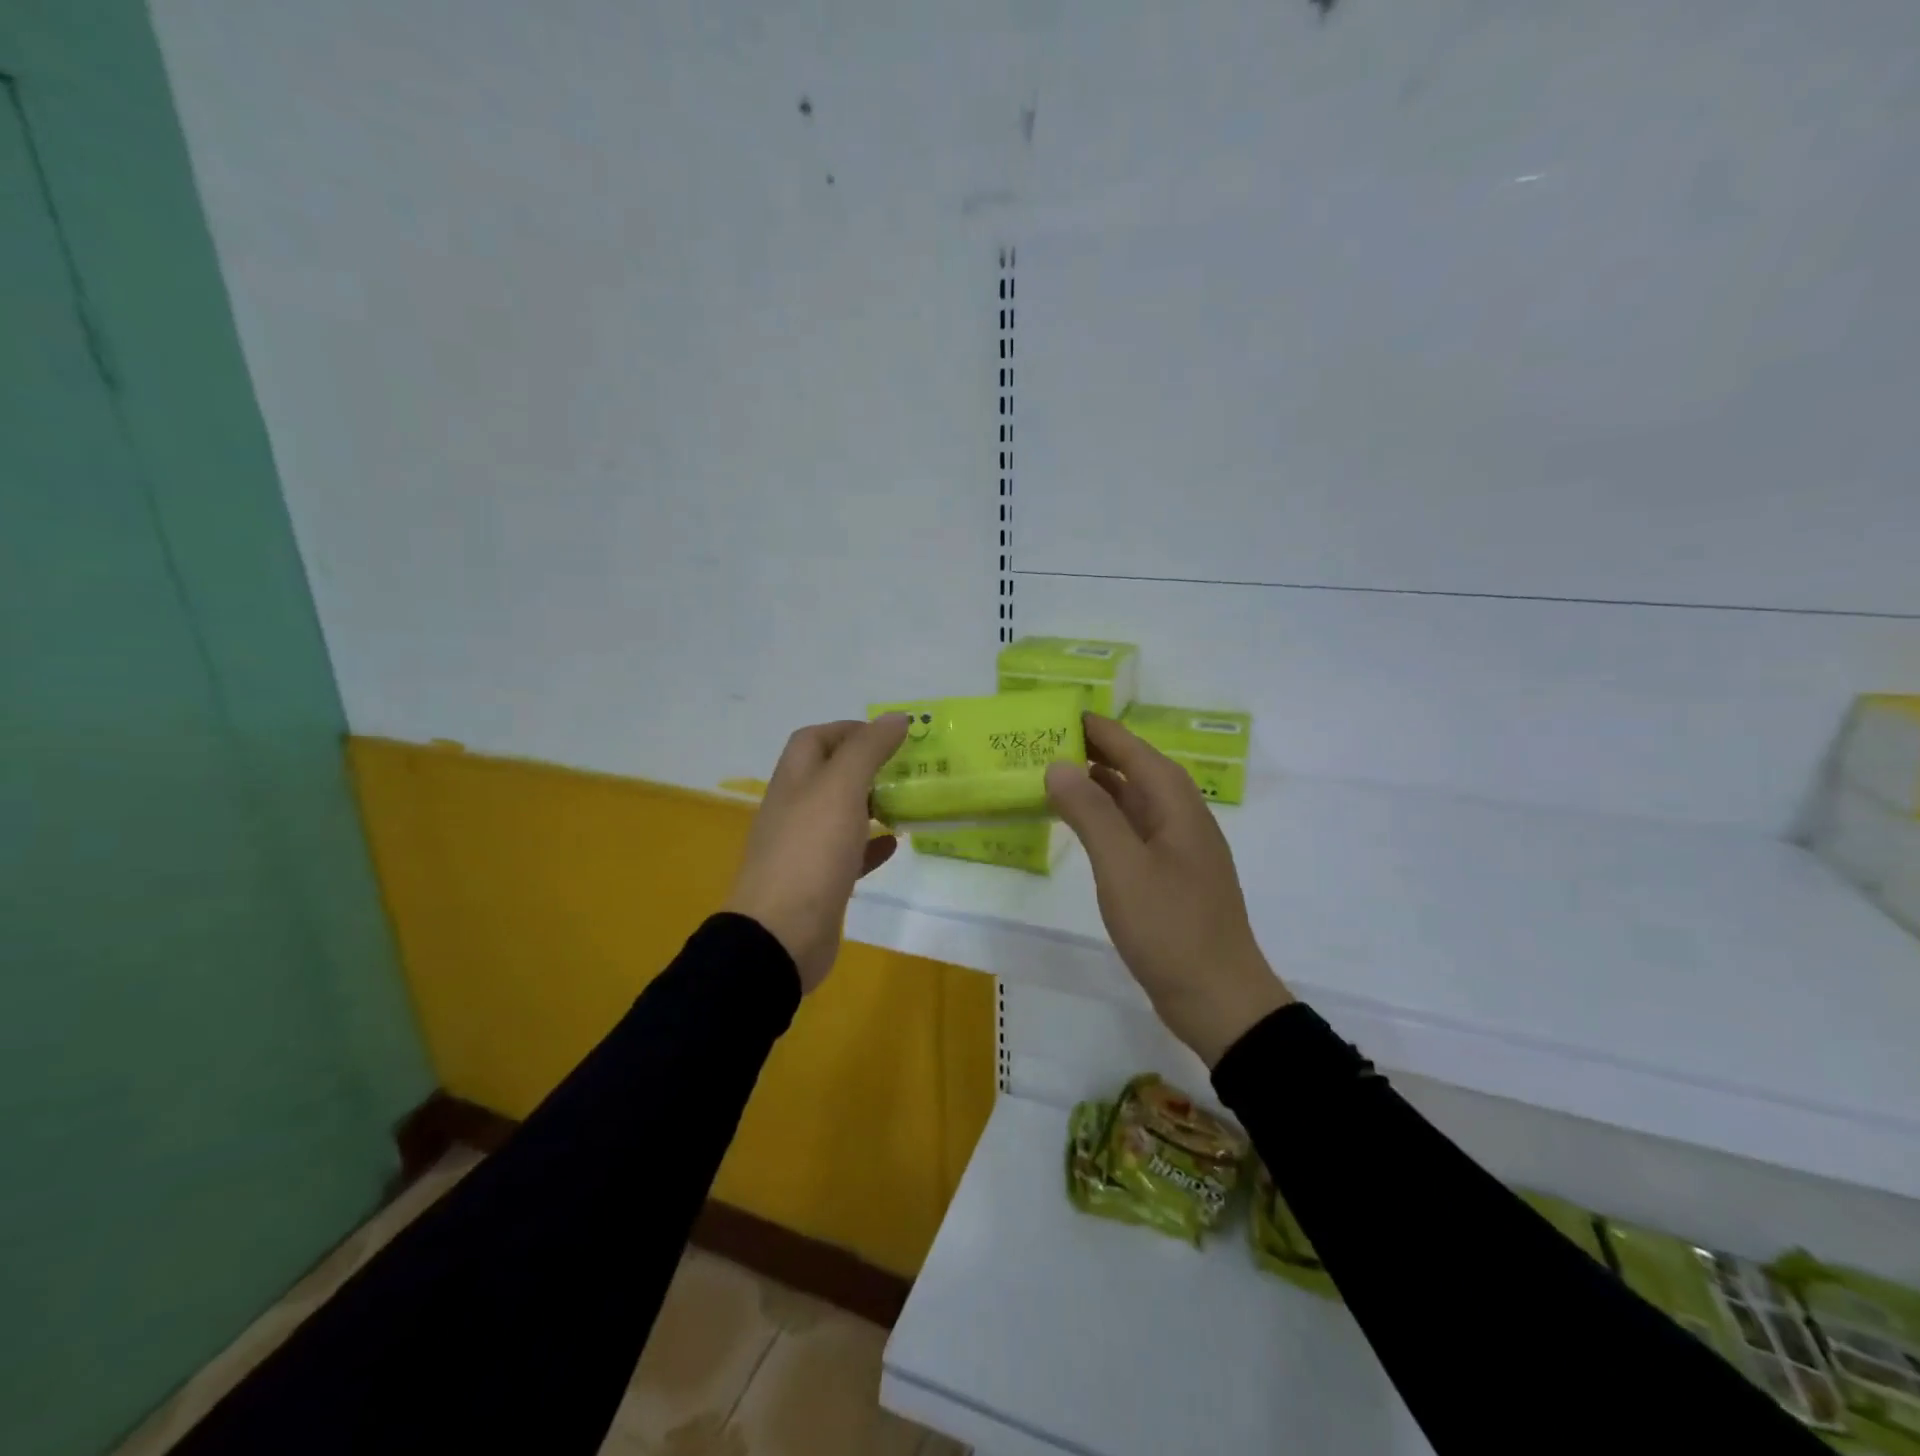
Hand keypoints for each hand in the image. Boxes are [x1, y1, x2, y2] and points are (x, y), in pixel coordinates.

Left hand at [724, 715, 909, 992]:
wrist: (781, 934)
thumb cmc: (811, 851)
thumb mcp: (841, 788)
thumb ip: (867, 750)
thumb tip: (895, 717)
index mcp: (794, 780)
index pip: (814, 738)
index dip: (848, 729)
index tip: (889, 736)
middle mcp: (795, 808)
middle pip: (829, 774)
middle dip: (866, 766)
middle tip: (907, 769)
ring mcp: (805, 847)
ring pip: (840, 814)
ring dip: (871, 804)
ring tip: (908, 801)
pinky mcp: (819, 882)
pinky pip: (848, 854)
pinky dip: (871, 845)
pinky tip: (895, 844)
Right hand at [1045, 713, 1293, 1065]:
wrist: (1218, 998)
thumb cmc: (1170, 927)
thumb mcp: (1123, 866)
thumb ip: (1091, 813)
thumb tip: (1059, 765)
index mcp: (1177, 806)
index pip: (1135, 751)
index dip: (1101, 730)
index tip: (1064, 713)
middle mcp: (1182, 819)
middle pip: (1137, 772)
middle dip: (1097, 753)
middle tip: (1049, 743)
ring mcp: (1179, 850)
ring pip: (1136, 803)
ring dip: (1101, 786)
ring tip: (1058, 777)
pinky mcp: (1171, 878)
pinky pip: (1135, 831)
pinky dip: (1107, 819)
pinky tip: (1085, 828)